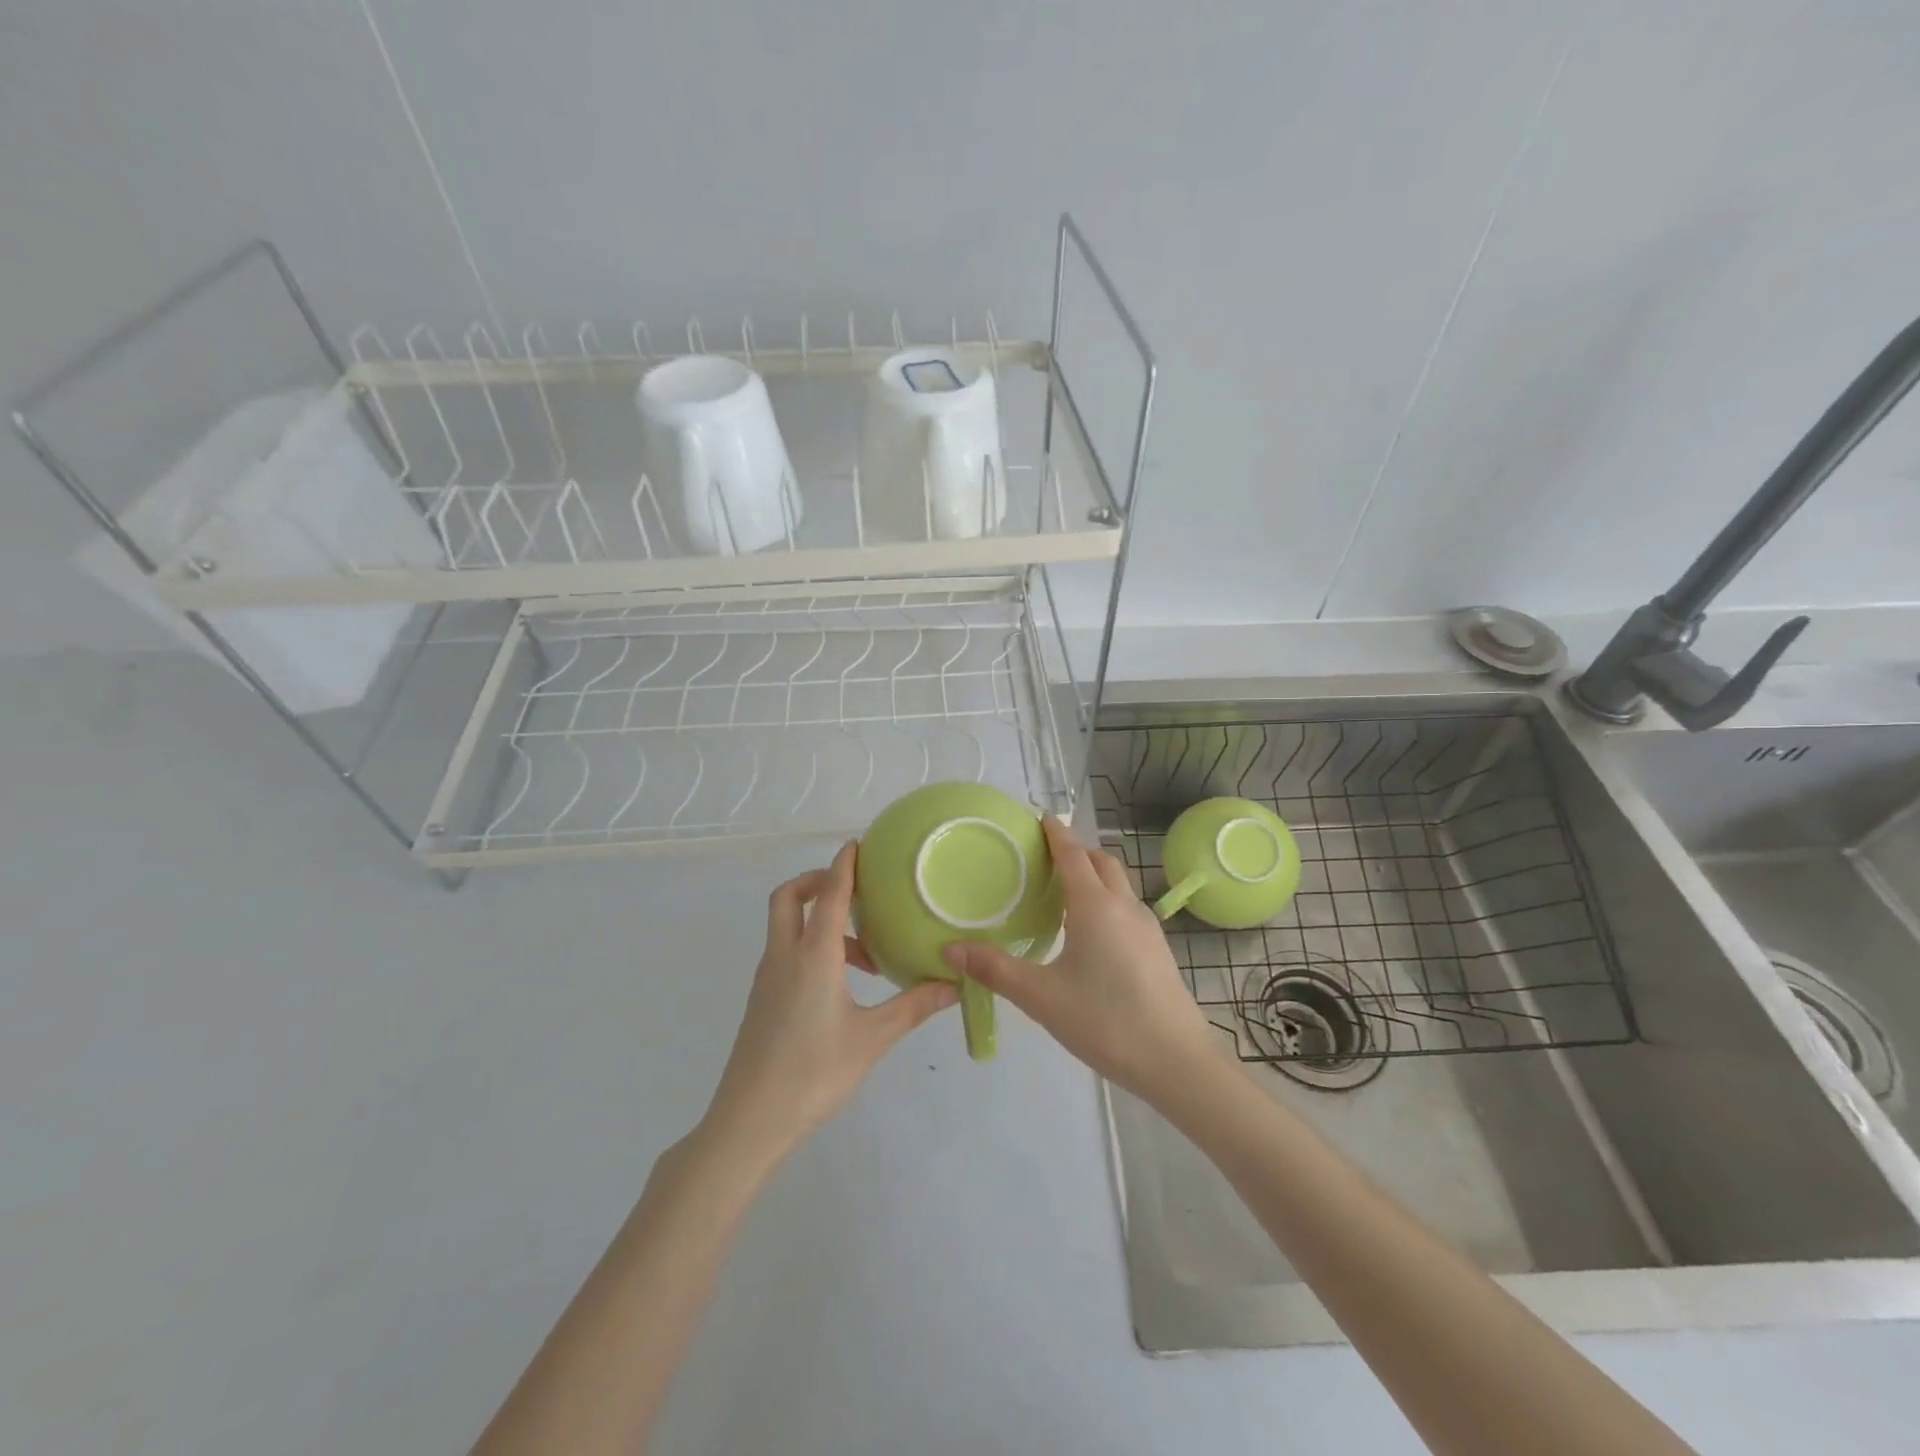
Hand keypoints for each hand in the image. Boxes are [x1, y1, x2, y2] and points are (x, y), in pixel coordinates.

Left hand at [703, 841, 957, 1158]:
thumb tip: (954, 985)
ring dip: (818, 920)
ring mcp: (768, 978)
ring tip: (865, 954)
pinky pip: (786, 952)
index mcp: (813, 955)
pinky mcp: (763, 999)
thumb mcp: (872, 1039)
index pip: (829, 894)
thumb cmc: (814, 1072)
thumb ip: (913, 1006)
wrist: (750, 1120)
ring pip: (787, 926)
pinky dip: (811, 946)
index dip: (844, 865)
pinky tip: (841, 983)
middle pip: (789, 897)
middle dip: (816, 881)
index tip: (857, 844)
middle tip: (853, 891)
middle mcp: (785, 956)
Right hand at [944, 817, 1223, 1103]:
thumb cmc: (1104, 1020)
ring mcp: (1147, 927)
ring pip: (1119, 884)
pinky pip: (1127, 907)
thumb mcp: (1041, 997)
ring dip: (1094, 875)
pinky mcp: (1158, 949)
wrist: (1176, 1060)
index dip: (1056, 834)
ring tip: (1065, 892)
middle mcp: (1124, 906)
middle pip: (1101, 861)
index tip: (1041, 817)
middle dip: (1076, 850)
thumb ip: (995, 970)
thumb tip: (951, 951)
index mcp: (1095, 906)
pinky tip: (1092, 932)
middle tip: (1046, 856)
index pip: (1073, 854)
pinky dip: (1107, 900)